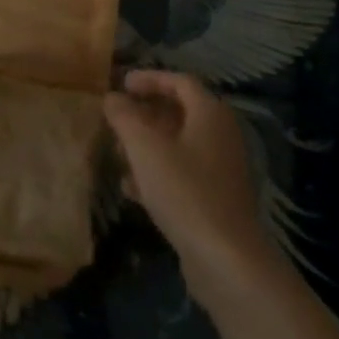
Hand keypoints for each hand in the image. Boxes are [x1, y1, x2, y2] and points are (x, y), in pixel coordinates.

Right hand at [104, 69, 274, 297]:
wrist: (226, 259)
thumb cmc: (184, 190)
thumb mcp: (144, 147)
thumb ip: (124, 116)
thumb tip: (112, 98)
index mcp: (210, 113)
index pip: (179, 81)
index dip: (149, 78)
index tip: (121, 84)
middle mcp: (220, 135)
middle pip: (179, 112)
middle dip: (145, 114)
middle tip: (116, 119)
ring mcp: (221, 169)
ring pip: (178, 145)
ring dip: (147, 145)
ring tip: (117, 154)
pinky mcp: (216, 199)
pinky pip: (182, 173)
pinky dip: (157, 173)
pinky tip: (131, 189)